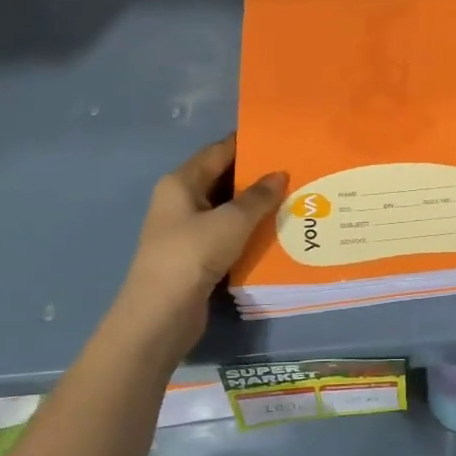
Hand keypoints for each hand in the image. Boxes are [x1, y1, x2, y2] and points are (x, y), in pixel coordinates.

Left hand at [109, 135, 286, 361]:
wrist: (161, 314)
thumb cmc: (192, 255)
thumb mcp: (231, 221)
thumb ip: (258, 197)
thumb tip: (280, 174)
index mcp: (181, 183)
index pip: (218, 152)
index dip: (247, 144)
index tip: (280, 140)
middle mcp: (180, 201)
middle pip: (222, 179)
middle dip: (256, 177)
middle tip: (295, 170)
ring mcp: (186, 231)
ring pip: (226, 210)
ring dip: (255, 207)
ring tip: (293, 199)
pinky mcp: (196, 257)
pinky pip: (227, 235)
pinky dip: (248, 232)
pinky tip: (276, 232)